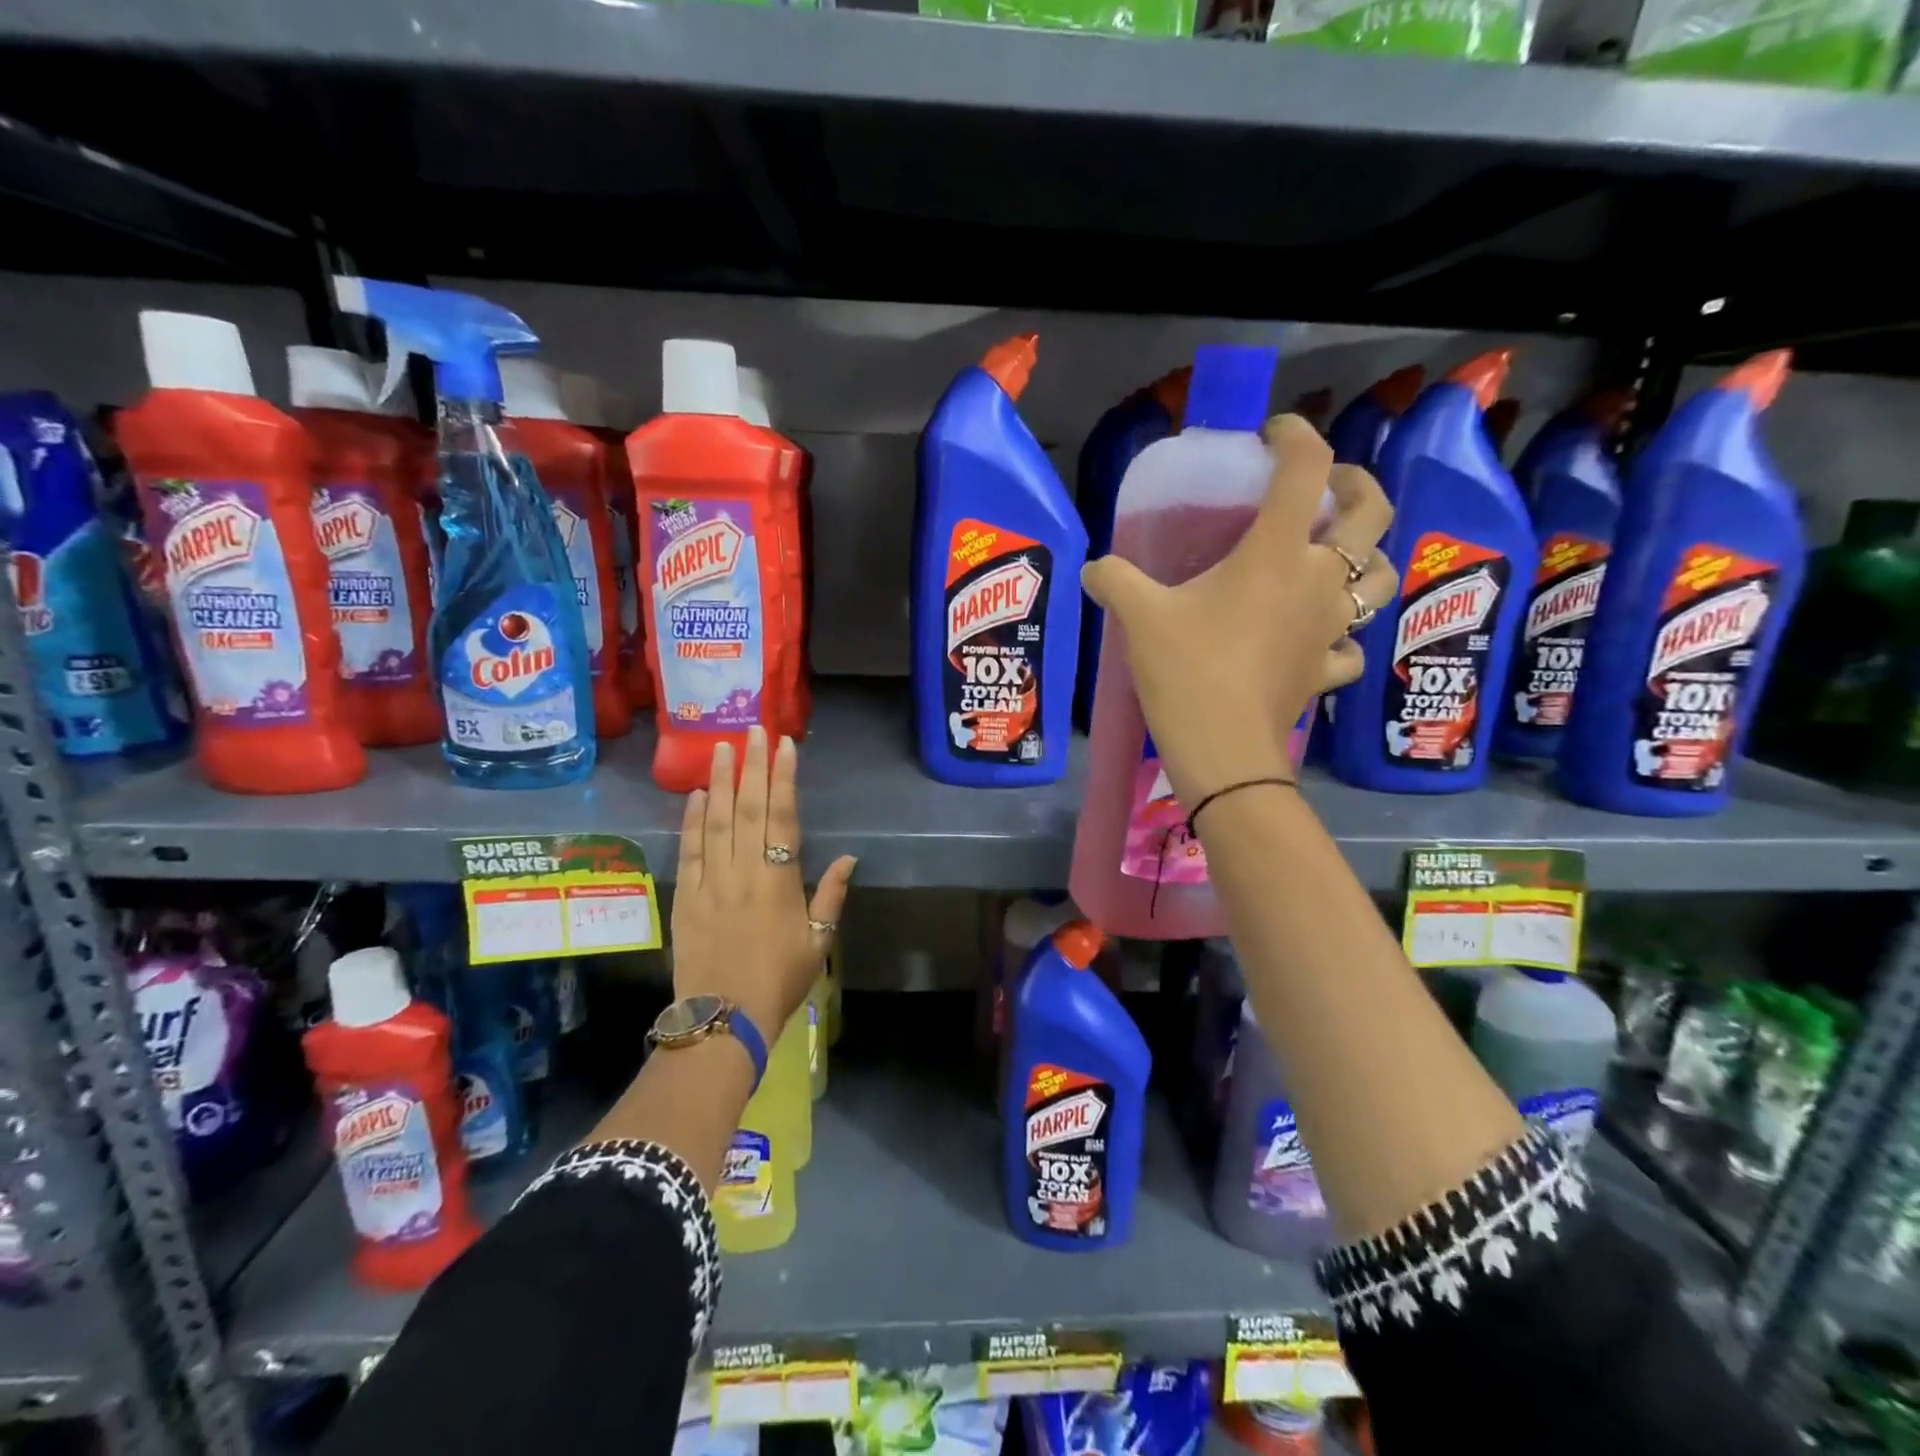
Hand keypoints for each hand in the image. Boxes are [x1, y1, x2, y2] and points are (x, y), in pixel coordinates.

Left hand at [672, 726, 856, 1047]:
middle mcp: (743, 871)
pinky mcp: (685, 896)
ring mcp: (710, 881)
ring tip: (722, 748)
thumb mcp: (818, 942)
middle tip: (753, 730)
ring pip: (716, 821)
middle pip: (749, 808)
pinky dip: (692, 820)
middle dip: (753, 766)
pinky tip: (697, 795)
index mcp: (779, 880)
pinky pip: (689, 850)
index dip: (784, 778)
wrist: (723, 1019)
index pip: (782, 816)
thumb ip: (831, 895)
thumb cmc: (779, 980)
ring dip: (721, 782)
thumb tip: (849, 856)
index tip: (785, 745)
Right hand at [1080, 414, 1395, 806]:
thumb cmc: (1187, 670)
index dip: (1295, 438)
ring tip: (1336, 558)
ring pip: (1379, 578)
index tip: (1272, 435)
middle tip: (1331, 485)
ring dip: (1366, 558)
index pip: (1305, 470)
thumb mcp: (1140, 617)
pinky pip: (1351, 645)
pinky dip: (1342, 636)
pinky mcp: (1327, 669)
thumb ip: (1115, 580)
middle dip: (1358, 484)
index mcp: (1278, 552)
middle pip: (1373, 513)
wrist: (1223, 749)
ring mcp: (1331, 627)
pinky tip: (1319, 639)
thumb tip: (1092, 568)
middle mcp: (1319, 580)